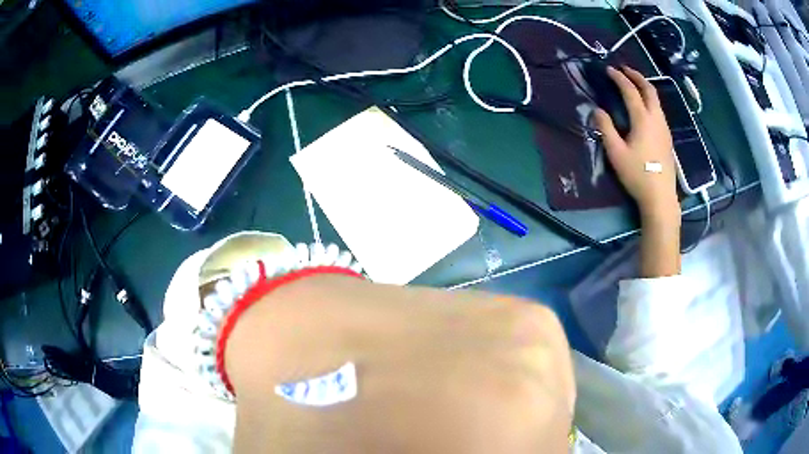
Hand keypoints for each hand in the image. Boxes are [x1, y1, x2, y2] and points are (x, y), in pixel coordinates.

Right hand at [594, 66, 678, 220]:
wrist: (661, 197)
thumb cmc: (637, 175)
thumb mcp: (616, 153)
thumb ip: (606, 128)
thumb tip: (598, 110)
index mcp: (643, 119)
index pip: (630, 91)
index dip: (619, 78)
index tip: (609, 70)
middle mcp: (656, 119)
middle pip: (649, 90)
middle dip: (636, 76)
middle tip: (625, 69)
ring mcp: (664, 128)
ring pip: (656, 100)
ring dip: (644, 87)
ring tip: (634, 84)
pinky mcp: (668, 138)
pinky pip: (659, 110)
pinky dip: (650, 100)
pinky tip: (644, 108)